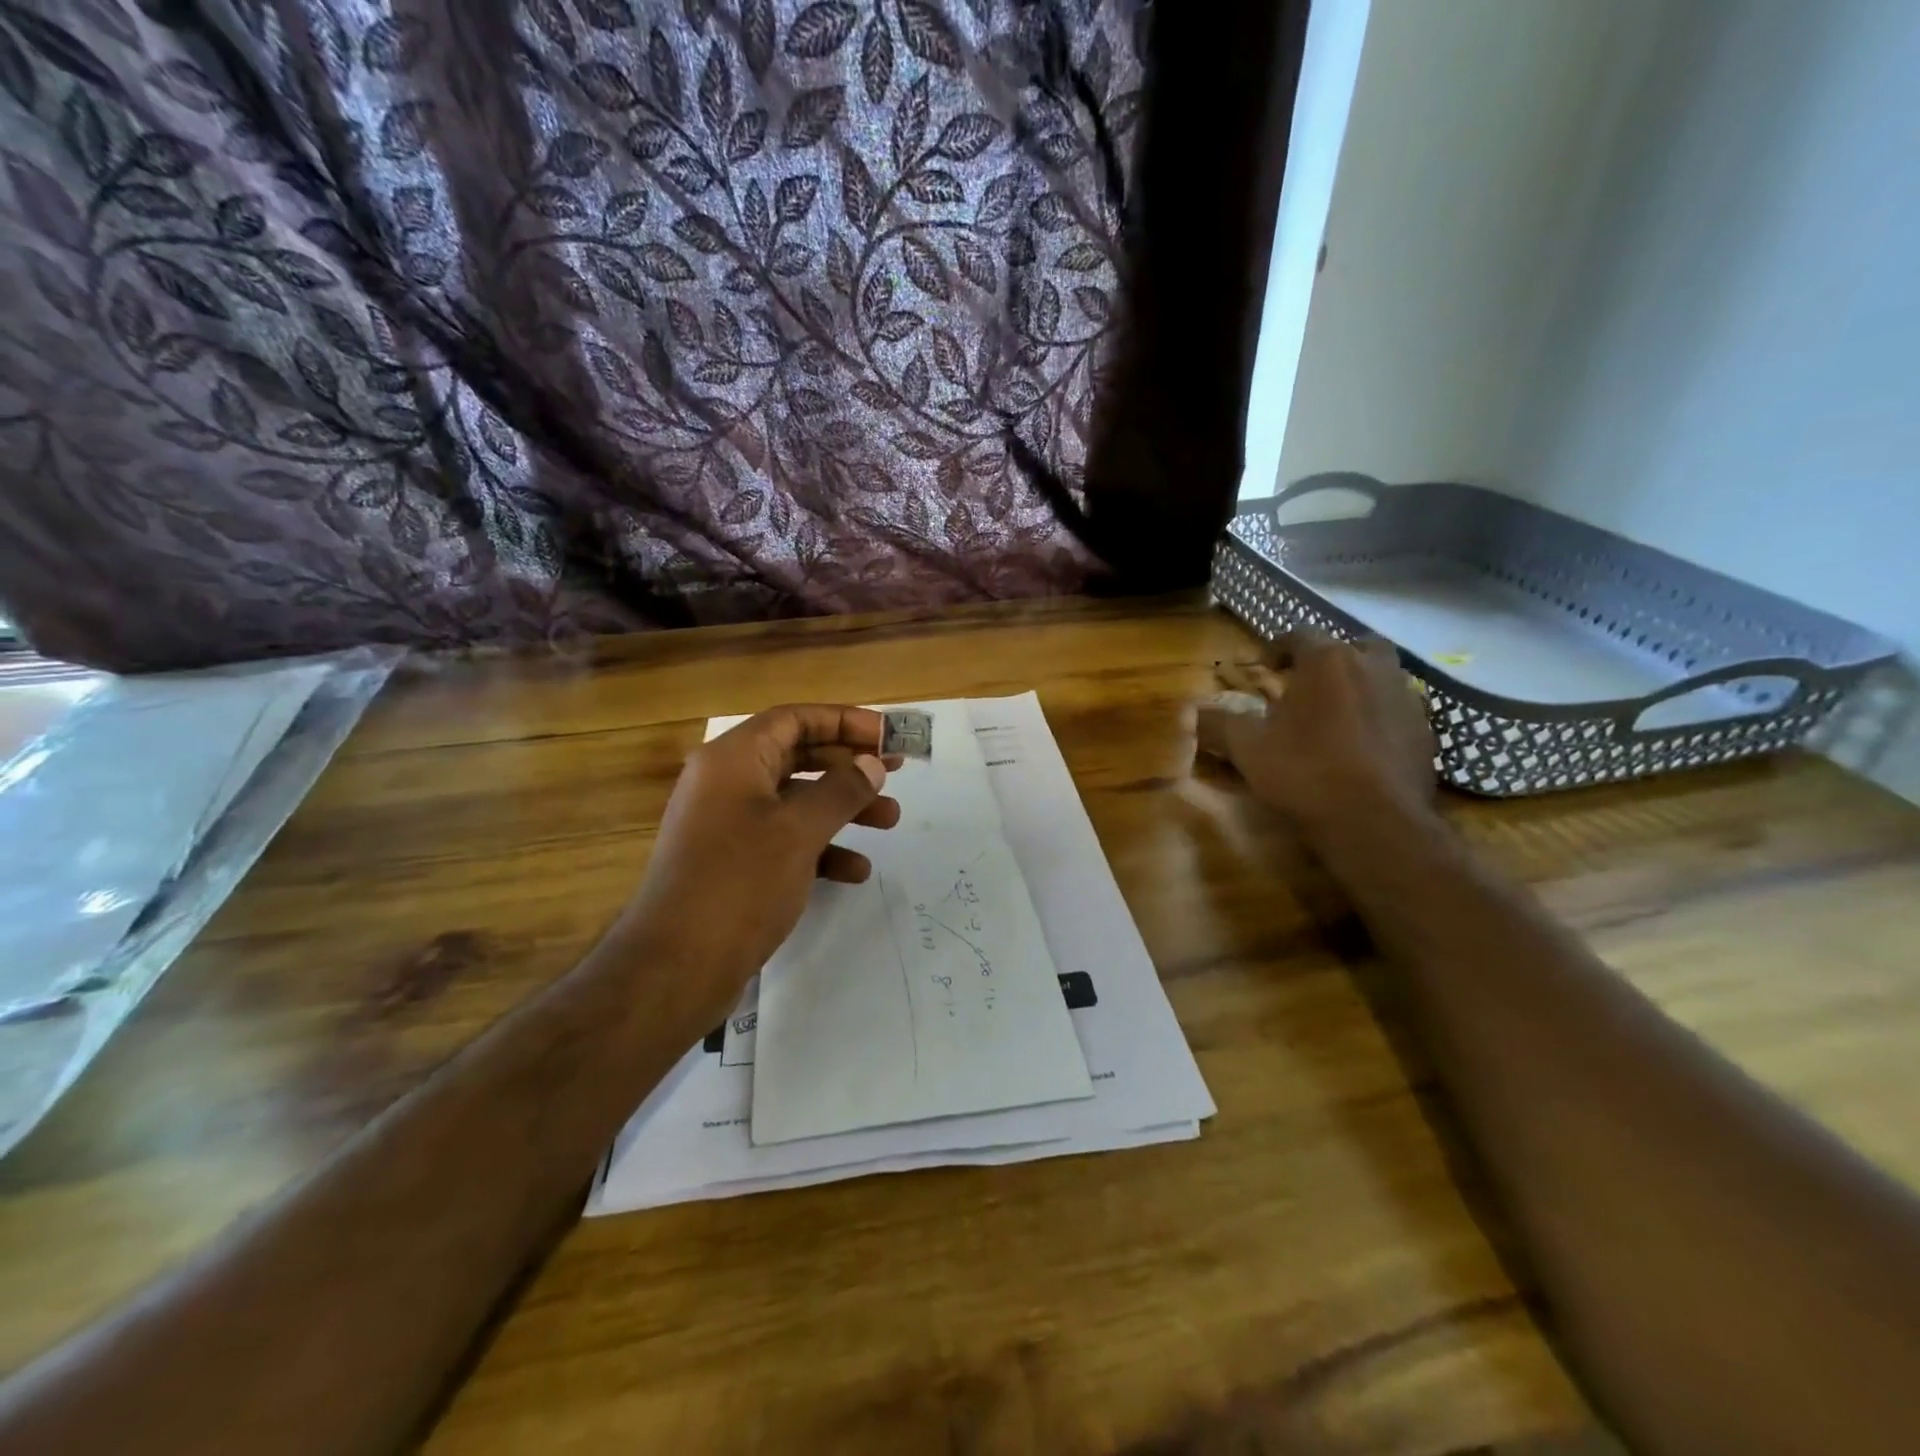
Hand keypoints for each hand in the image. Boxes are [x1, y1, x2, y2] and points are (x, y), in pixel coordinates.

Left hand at [611, 705, 901, 1028]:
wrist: (676, 966)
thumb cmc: (740, 883)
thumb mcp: (799, 831)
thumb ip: (841, 790)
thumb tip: (872, 764)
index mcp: (733, 759)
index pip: (795, 719)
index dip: (844, 721)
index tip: (888, 735)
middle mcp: (727, 783)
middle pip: (798, 756)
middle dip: (850, 765)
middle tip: (896, 773)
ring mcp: (727, 824)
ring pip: (796, 800)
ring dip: (843, 807)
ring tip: (890, 821)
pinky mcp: (733, 862)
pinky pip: (784, 839)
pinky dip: (821, 847)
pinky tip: (854, 871)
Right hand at [1196, 631, 1436, 835]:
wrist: (1375, 822)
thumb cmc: (1304, 773)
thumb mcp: (1247, 749)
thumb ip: (1219, 724)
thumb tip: (1192, 713)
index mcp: (1327, 661)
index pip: (1299, 636)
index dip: (1277, 649)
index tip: (1264, 669)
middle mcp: (1373, 667)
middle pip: (1351, 647)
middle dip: (1330, 660)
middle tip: (1308, 686)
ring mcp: (1407, 698)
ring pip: (1382, 675)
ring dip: (1360, 685)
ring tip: (1337, 715)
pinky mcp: (1428, 731)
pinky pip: (1399, 710)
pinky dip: (1381, 717)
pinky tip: (1364, 746)